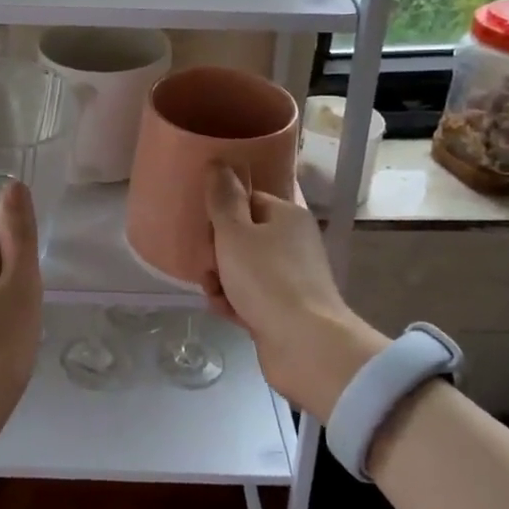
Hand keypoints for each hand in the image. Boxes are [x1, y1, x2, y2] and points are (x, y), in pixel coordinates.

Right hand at [204, 166, 385, 421]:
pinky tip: (222, 310)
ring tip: (211, 290)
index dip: (222, 211)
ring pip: (244, 269)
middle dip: (217, 250)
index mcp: (287, 215)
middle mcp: (293, 242)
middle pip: (244, 236)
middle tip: (204, 262)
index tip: (203, 226)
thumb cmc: (267, 279)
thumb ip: (223, 198)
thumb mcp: (235, 233)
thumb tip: (218, 162)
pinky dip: (234, 302)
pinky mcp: (286, 310)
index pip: (248, 199)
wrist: (305, 346)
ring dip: (222, 278)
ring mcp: (292, 278)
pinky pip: (251, 297)